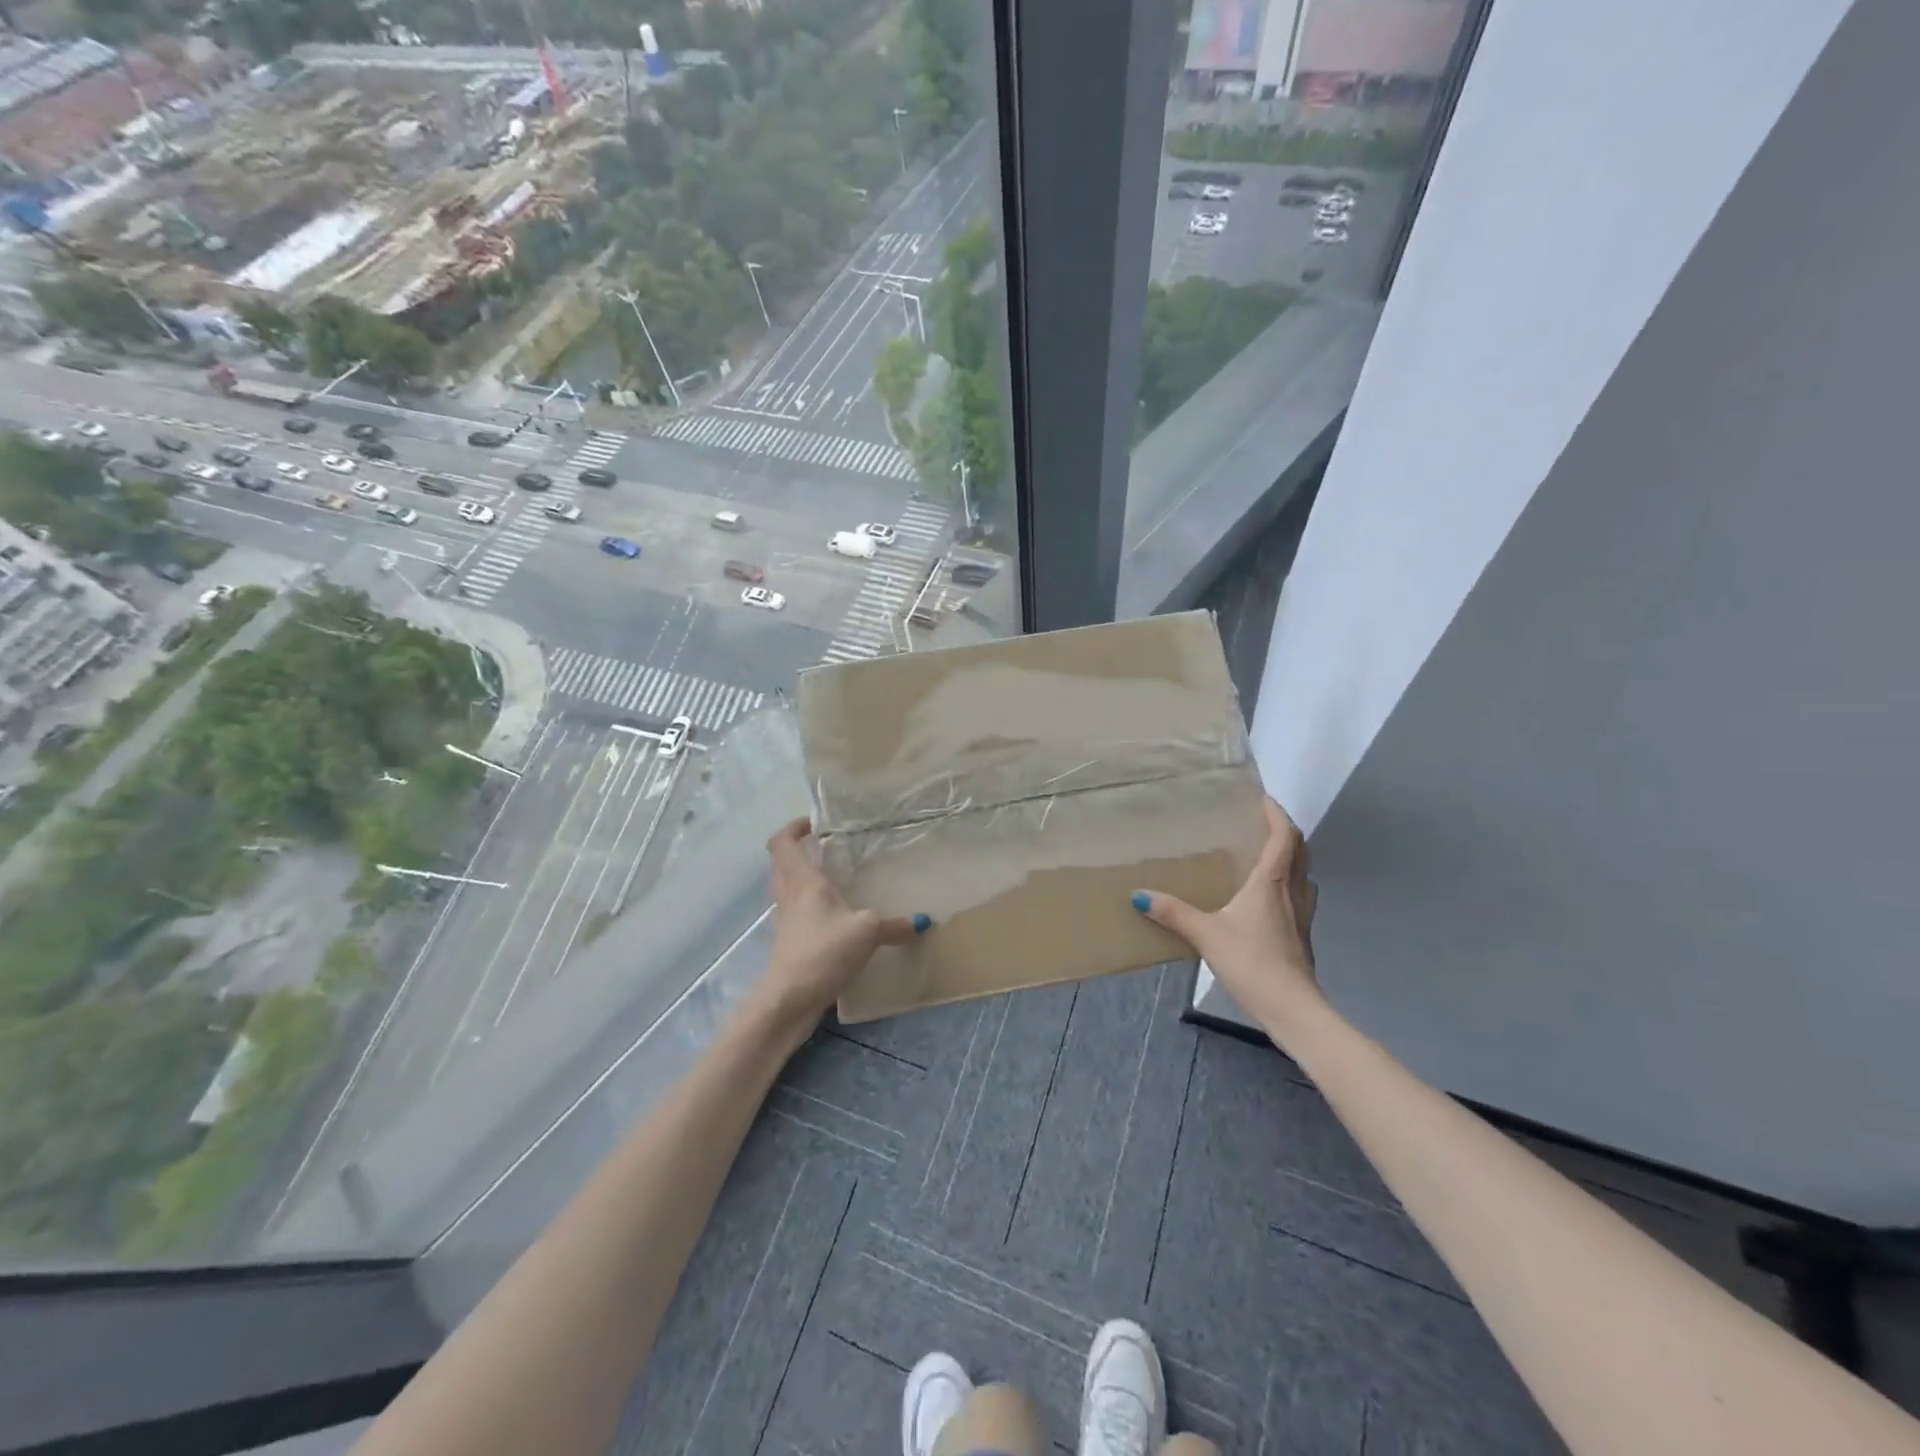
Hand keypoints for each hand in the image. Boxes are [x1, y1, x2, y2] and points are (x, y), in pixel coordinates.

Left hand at [758, 817, 924, 1032]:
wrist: (790, 1001)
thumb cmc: (824, 952)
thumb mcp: (867, 932)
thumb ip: (895, 924)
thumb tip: (925, 921)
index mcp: (802, 882)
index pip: (782, 843)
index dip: (793, 828)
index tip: (815, 823)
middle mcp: (788, 896)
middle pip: (781, 864)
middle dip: (799, 852)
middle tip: (827, 848)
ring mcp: (785, 922)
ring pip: (786, 889)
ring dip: (802, 880)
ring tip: (833, 880)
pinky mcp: (788, 945)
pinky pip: (795, 915)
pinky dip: (809, 909)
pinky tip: (834, 919)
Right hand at [1134, 798, 1322, 1034]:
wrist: (1292, 1007)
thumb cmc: (1252, 961)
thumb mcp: (1206, 934)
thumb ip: (1173, 913)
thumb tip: (1139, 894)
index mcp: (1271, 881)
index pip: (1284, 836)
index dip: (1277, 814)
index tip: (1263, 798)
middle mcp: (1292, 891)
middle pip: (1298, 851)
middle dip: (1283, 832)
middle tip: (1260, 823)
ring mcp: (1301, 914)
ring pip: (1301, 874)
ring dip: (1289, 858)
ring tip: (1264, 854)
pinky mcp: (1302, 935)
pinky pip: (1298, 896)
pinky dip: (1287, 884)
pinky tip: (1267, 898)